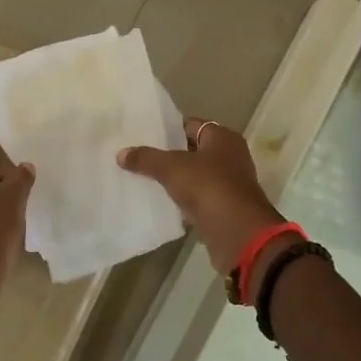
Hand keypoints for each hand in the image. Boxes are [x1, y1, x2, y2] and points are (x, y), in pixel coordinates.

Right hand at [117, 118, 286, 272]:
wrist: (239, 235)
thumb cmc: (209, 188)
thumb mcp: (172, 168)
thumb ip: (146, 158)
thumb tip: (121, 153)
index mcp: (223, 138)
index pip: (191, 125)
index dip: (168, 129)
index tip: (143, 134)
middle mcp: (230, 157)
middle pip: (193, 151)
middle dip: (168, 155)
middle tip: (137, 156)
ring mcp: (228, 185)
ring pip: (195, 177)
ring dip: (175, 180)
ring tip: (142, 178)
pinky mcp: (224, 209)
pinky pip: (197, 199)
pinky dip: (182, 201)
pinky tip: (159, 203)